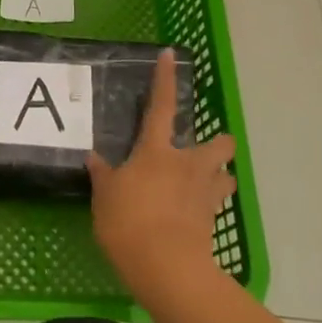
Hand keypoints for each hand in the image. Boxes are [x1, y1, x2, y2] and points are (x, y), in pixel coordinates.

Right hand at [87, 48, 236, 307]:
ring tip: (203, 184)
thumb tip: (94, 157)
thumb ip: (103, 175)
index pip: (162, 105)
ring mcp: (204, 194)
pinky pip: (216, 206)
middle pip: (219, 143)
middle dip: (219, 142)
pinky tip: (194, 216)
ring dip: (218, 176)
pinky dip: (209, 206)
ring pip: (226, 176)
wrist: (166, 268)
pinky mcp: (212, 222)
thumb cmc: (129, 222)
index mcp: (157, 150)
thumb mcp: (105, 196)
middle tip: (203, 150)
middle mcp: (187, 165)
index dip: (165, 79)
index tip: (170, 55)